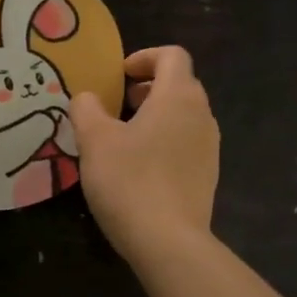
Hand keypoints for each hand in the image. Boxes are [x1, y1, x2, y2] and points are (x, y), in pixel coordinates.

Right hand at [69, 46, 218, 266]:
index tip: (118, 75)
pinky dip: (164, 140)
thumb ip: (87, 108)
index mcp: (178, 96)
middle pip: (180, 84)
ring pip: (184, 115)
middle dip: (147, 87)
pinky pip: (186, 143)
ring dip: (156, 115)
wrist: (168, 241)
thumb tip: (87, 98)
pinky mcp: (207, 175)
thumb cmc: (129, 180)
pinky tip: (139, 167)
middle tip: (117, 104)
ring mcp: (209, 147)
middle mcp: (202, 115)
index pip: (172, 55)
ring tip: (124, 136)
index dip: (144, 57)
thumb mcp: (94, 140)